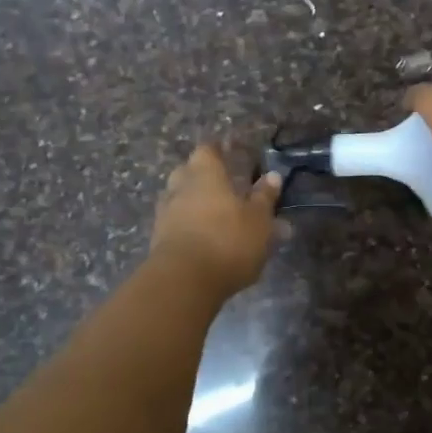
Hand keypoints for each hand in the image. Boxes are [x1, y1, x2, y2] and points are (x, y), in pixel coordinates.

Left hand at [148, 144, 283, 296]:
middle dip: (204, 178)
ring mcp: (165, 214)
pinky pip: (177, 225)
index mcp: (204, 173)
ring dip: (197, 205)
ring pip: (181, 200)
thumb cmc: (227, 240)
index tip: (231, 154)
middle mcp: (180, 187)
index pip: (208, 150)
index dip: (219, 151)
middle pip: (188, 173)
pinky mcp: (158, 241)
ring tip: (218, 219)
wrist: (183, 282)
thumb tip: (272, 175)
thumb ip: (264, 197)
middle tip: (224, 187)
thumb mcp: (259, 220)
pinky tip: (207, 240)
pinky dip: (190, 227)